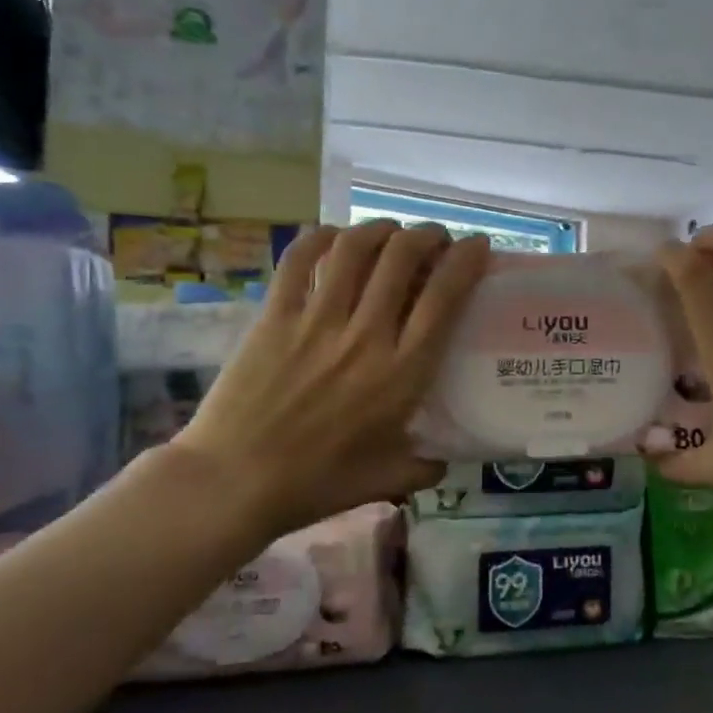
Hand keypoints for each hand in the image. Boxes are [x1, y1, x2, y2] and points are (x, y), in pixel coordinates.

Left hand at [168, 221, 491, 543]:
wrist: (234, 482)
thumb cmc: (316, 483)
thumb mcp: (386, 479)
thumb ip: (424, 467)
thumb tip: (443, 461)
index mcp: (401, 372)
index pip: (444, 298)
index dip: (466, 260)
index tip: (477, 246)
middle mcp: (365, 335)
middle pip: (403, 258)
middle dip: (427, 236)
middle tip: (435, 239)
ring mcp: (316, 321)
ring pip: (355, 248)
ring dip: (380, 228)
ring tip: (391, 231)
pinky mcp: (274, 316)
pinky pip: (299, 260)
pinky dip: (321, 238)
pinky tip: (334, 235)